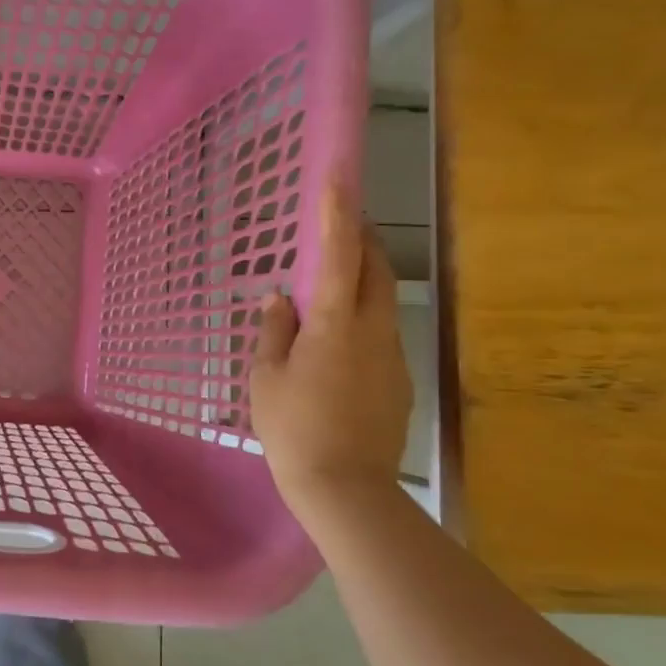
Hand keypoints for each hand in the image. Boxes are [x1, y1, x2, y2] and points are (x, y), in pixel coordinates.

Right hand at [250, 182, 410, 506]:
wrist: (345, 488)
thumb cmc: (293, 428)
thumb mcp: (266, 377)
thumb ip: (274, 331)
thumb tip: (280, 299)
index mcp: (336, 325)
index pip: (341, 255)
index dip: (338, 213)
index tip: (338, 176)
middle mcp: (375, 331)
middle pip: (378, 270)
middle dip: (362, 240)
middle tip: (340, 225)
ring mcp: (393, 357)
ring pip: (383, 302)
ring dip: (363, 281)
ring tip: (330, 286)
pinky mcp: (399, 381)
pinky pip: (381, 334)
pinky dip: (362, 319)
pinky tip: (336, 345)